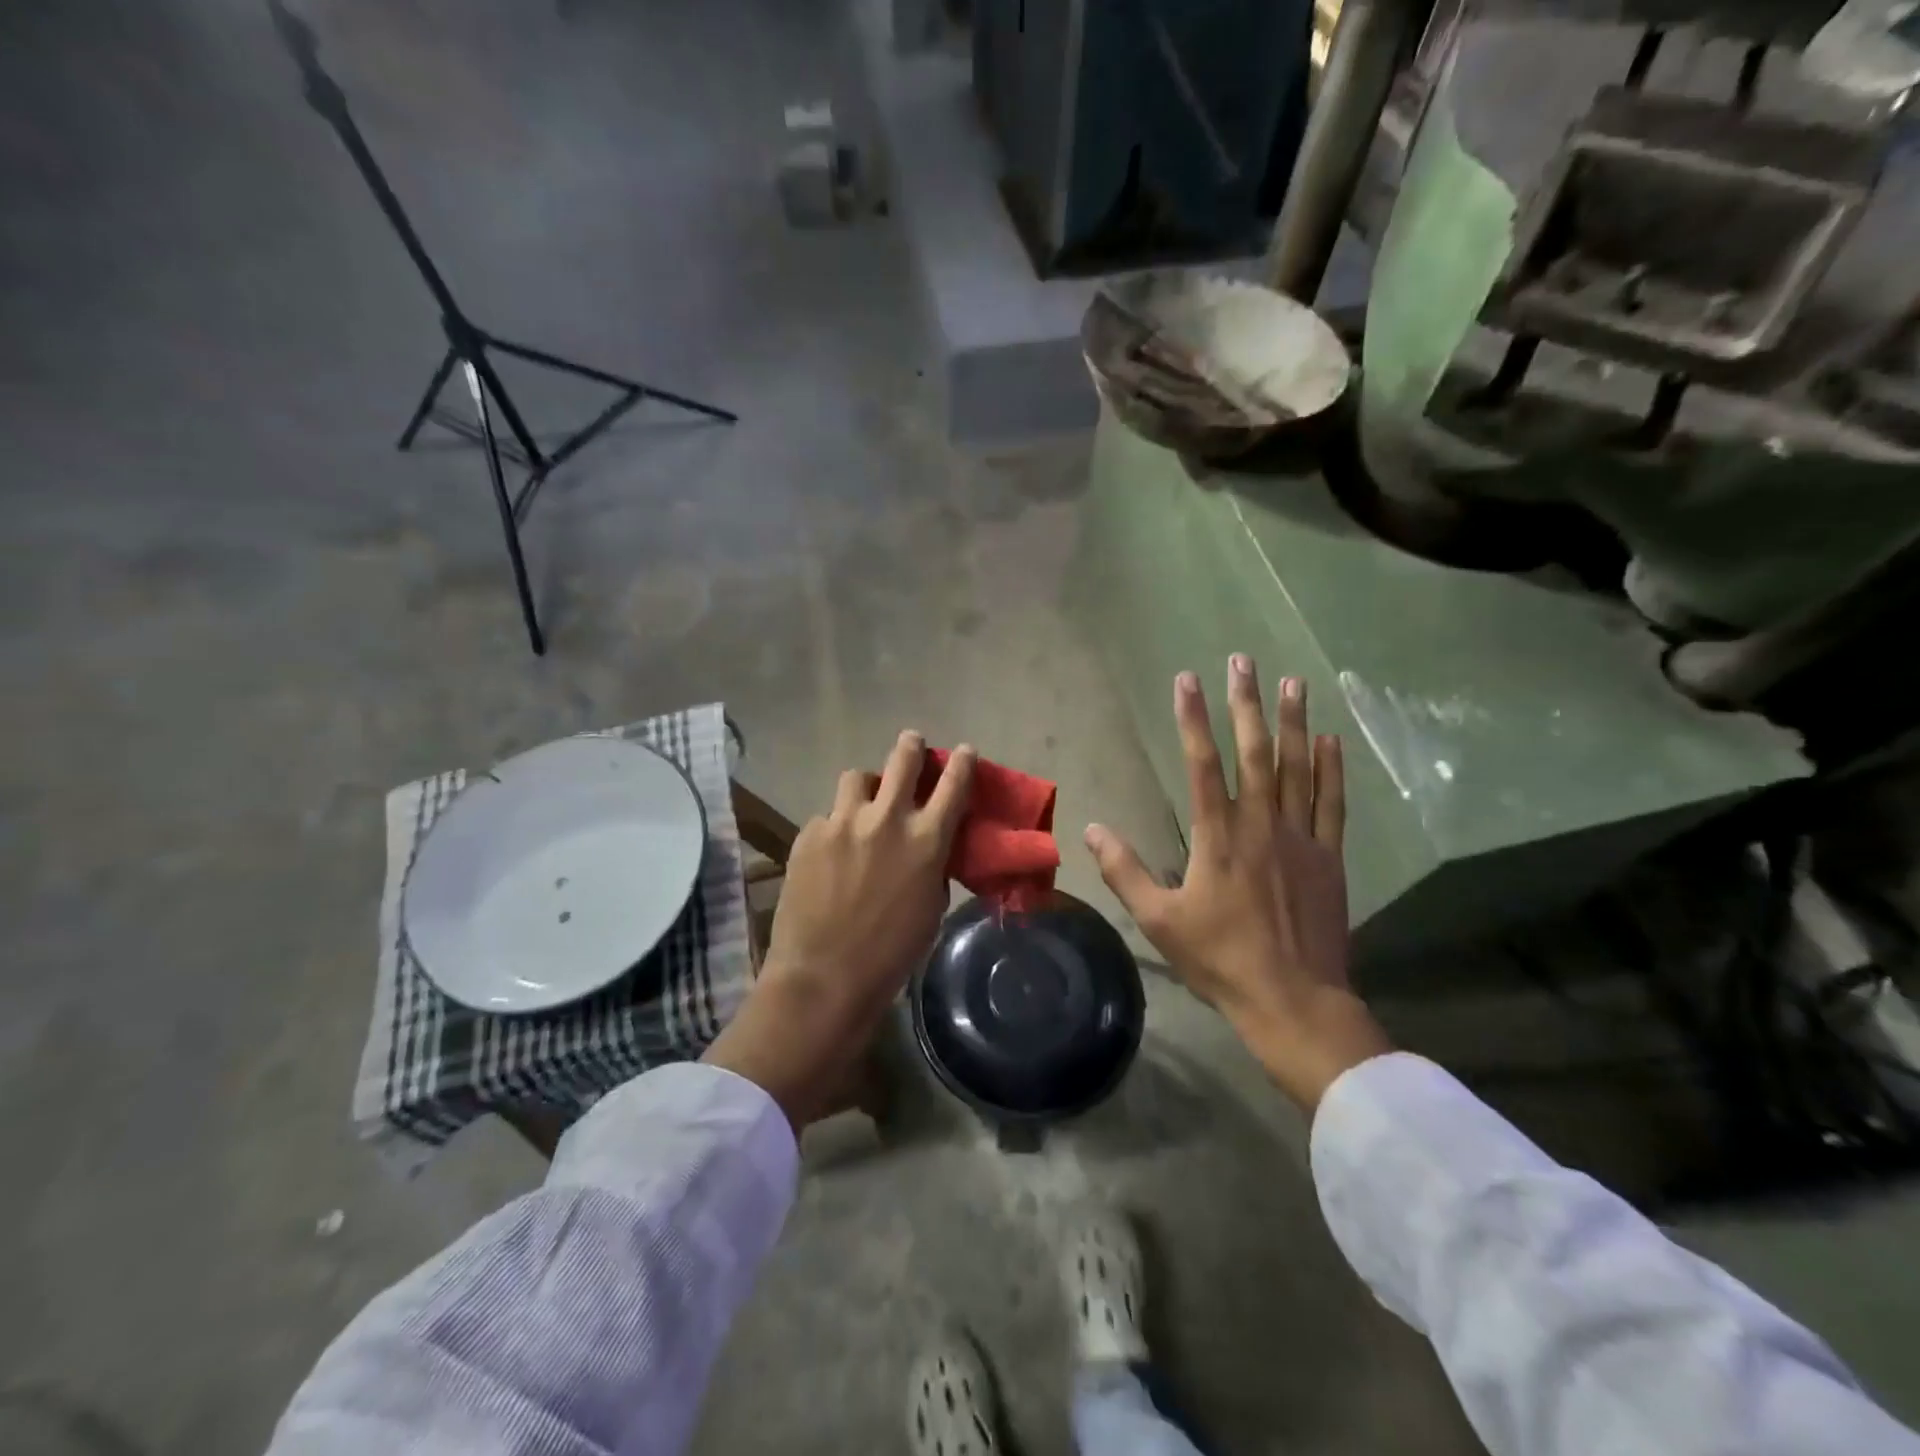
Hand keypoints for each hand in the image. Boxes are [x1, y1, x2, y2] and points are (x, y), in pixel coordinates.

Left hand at [704, 732, 975, 1127]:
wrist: (825, 976)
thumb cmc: (891, 954)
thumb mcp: (930, 907)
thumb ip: (932, 865)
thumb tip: (926, 847)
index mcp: (926, 840)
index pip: (954, 784)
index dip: (962, 762)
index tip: (964, 751)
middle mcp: (887, 820)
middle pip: (903, 760)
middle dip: (911, 747)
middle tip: (911, 743)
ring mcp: (843, 822)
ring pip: (857, 778)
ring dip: (866, 787)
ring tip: (863, 803)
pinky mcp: (809, 833)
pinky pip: (827, 817)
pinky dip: (835, 827)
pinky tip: (830, 853)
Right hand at [1085, 657, 1389, 1111]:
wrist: (1293, 1000)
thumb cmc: (1220, 959)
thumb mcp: (1159, 920)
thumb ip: (1125, 871)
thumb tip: (1094, 829)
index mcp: (1218, 838)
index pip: (1202, 765)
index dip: (1193, 720)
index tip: (1187, 680)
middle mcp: (1261, 826)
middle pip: (1255, 754)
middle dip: (1246, 704)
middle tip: (1244, 661)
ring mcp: (1300, 839)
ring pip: (1298, 770)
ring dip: (1293, 723)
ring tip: (1293, 682)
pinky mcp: (1329, 858)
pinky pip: (1332, 804)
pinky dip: (1331, 770)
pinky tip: (1329, 740)